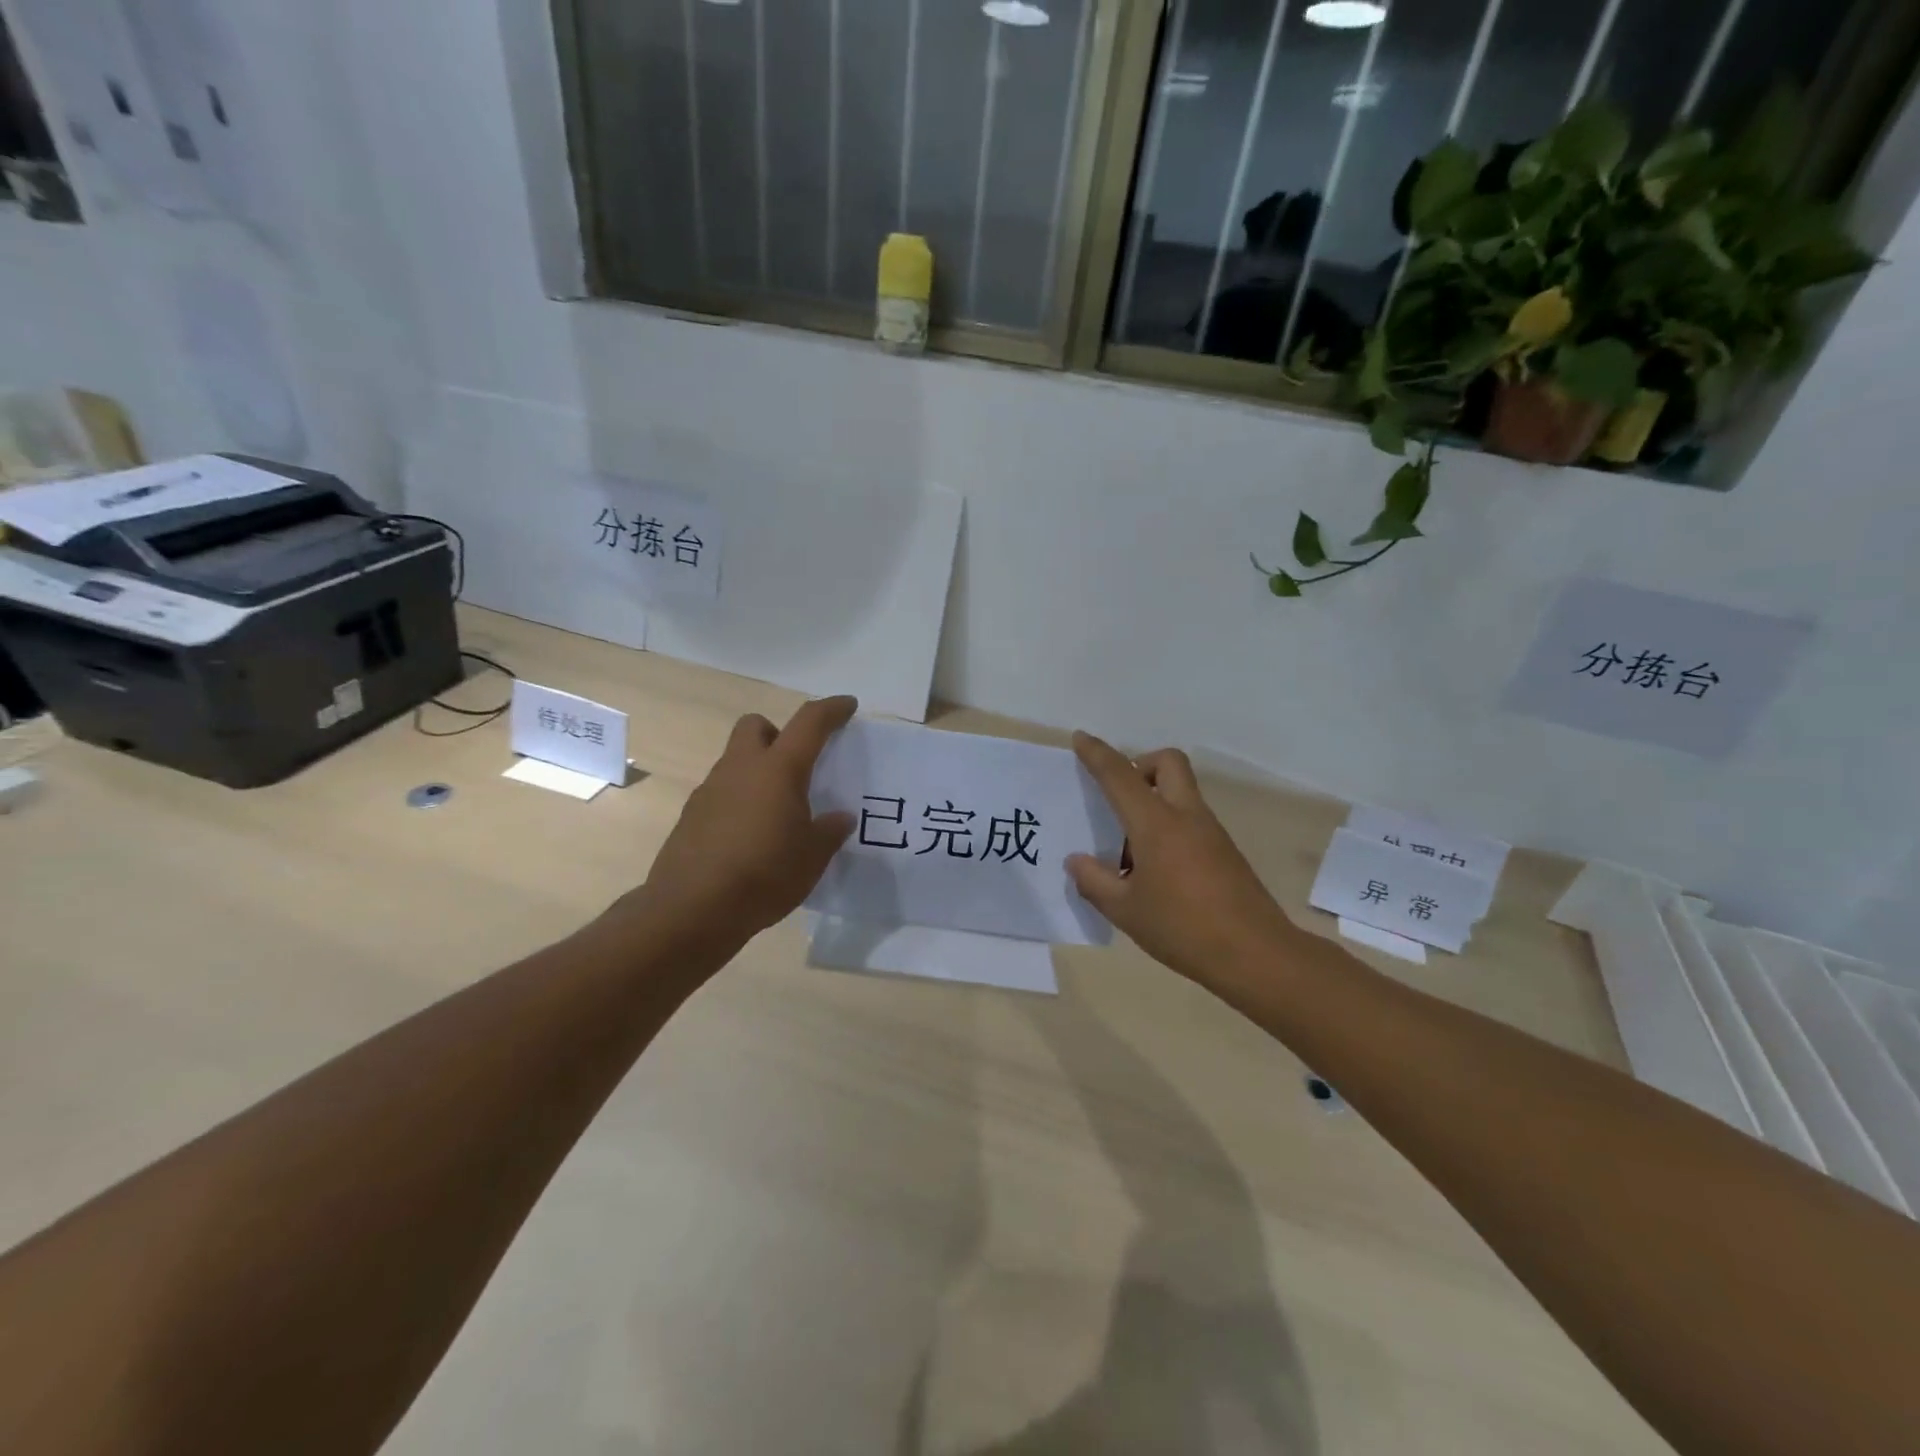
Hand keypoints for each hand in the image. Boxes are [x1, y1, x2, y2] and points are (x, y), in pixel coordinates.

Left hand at [619, 696, 857, 950]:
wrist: (692, 909)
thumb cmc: (765, 875)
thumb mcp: (812, 857)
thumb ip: (830, 831)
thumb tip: (840, 817)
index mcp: (778, 769)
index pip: (809, 723)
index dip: (831, 709)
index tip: (847, 705)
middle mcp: (741, 768)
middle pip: (755, 726)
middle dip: (777, 733)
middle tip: (797, 763)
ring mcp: (710, 790)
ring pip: (735, 760)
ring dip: (757, 770)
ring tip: (777, 810)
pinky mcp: (691, 816)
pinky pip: (722, 792)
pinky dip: (739, 800)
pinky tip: (750, 835)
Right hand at [1067, 732, 1294, 985]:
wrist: (1255, 955)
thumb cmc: (1182, 928)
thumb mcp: (1125, 910)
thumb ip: (1095, 882)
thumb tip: (1077, 861)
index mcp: (1157, 824)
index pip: (1121, 776)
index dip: (1098, 754)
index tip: (1081, 738)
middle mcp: (1186, 816)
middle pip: (1168, 763)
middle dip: (1141, 764)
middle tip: (1119, 797)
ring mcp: (1211, 832)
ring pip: (1181, 792)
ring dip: (1154, 801)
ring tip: (1128, 853)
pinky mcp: (1225, 851)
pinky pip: (1190, 820)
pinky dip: (1168, 827)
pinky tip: (1155, 872)